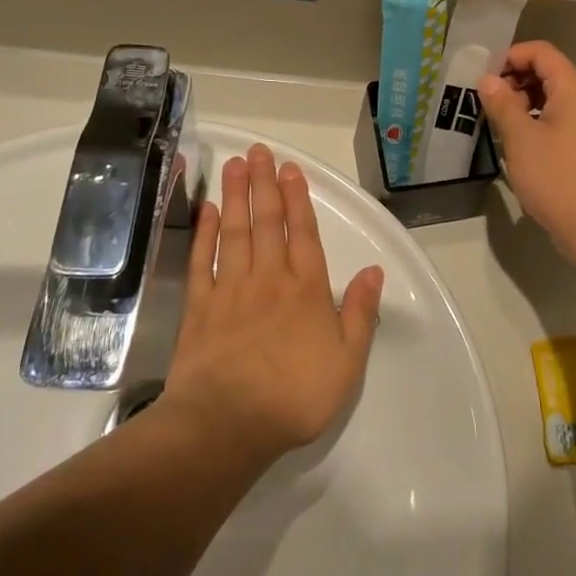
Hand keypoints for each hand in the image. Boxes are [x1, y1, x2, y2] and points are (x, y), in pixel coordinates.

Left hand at [163, 145, 384, 463]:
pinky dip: (204, 234)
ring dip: (235, 196)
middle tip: (258, 150)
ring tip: (234, 165)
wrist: (226, 425)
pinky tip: (206, 211)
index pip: (303, 232)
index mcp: (306, 289)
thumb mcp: (347, 362)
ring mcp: (230, 290)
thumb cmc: (294, 396)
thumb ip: (361, 313)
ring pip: (235, 232)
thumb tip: (375, 271)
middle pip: (267, 221)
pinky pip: (202, 261)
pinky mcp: (199, 308)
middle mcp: (269, 278)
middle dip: (264, 183)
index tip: (290, 168)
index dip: (298, 198)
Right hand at [475, 41, 575, 261]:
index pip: (541, 52)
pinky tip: (515, 143)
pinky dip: (535, 122)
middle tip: (486, 102)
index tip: (484, 76)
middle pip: (547, 73)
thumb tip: (487, 80)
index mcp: (573, 88)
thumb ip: (502, 104)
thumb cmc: (557, 176)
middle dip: (514, 80)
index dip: (510, 56)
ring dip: (522, 103)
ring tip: (497, 123)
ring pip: (551, 99)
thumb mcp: (520, 138)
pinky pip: (557, 120)